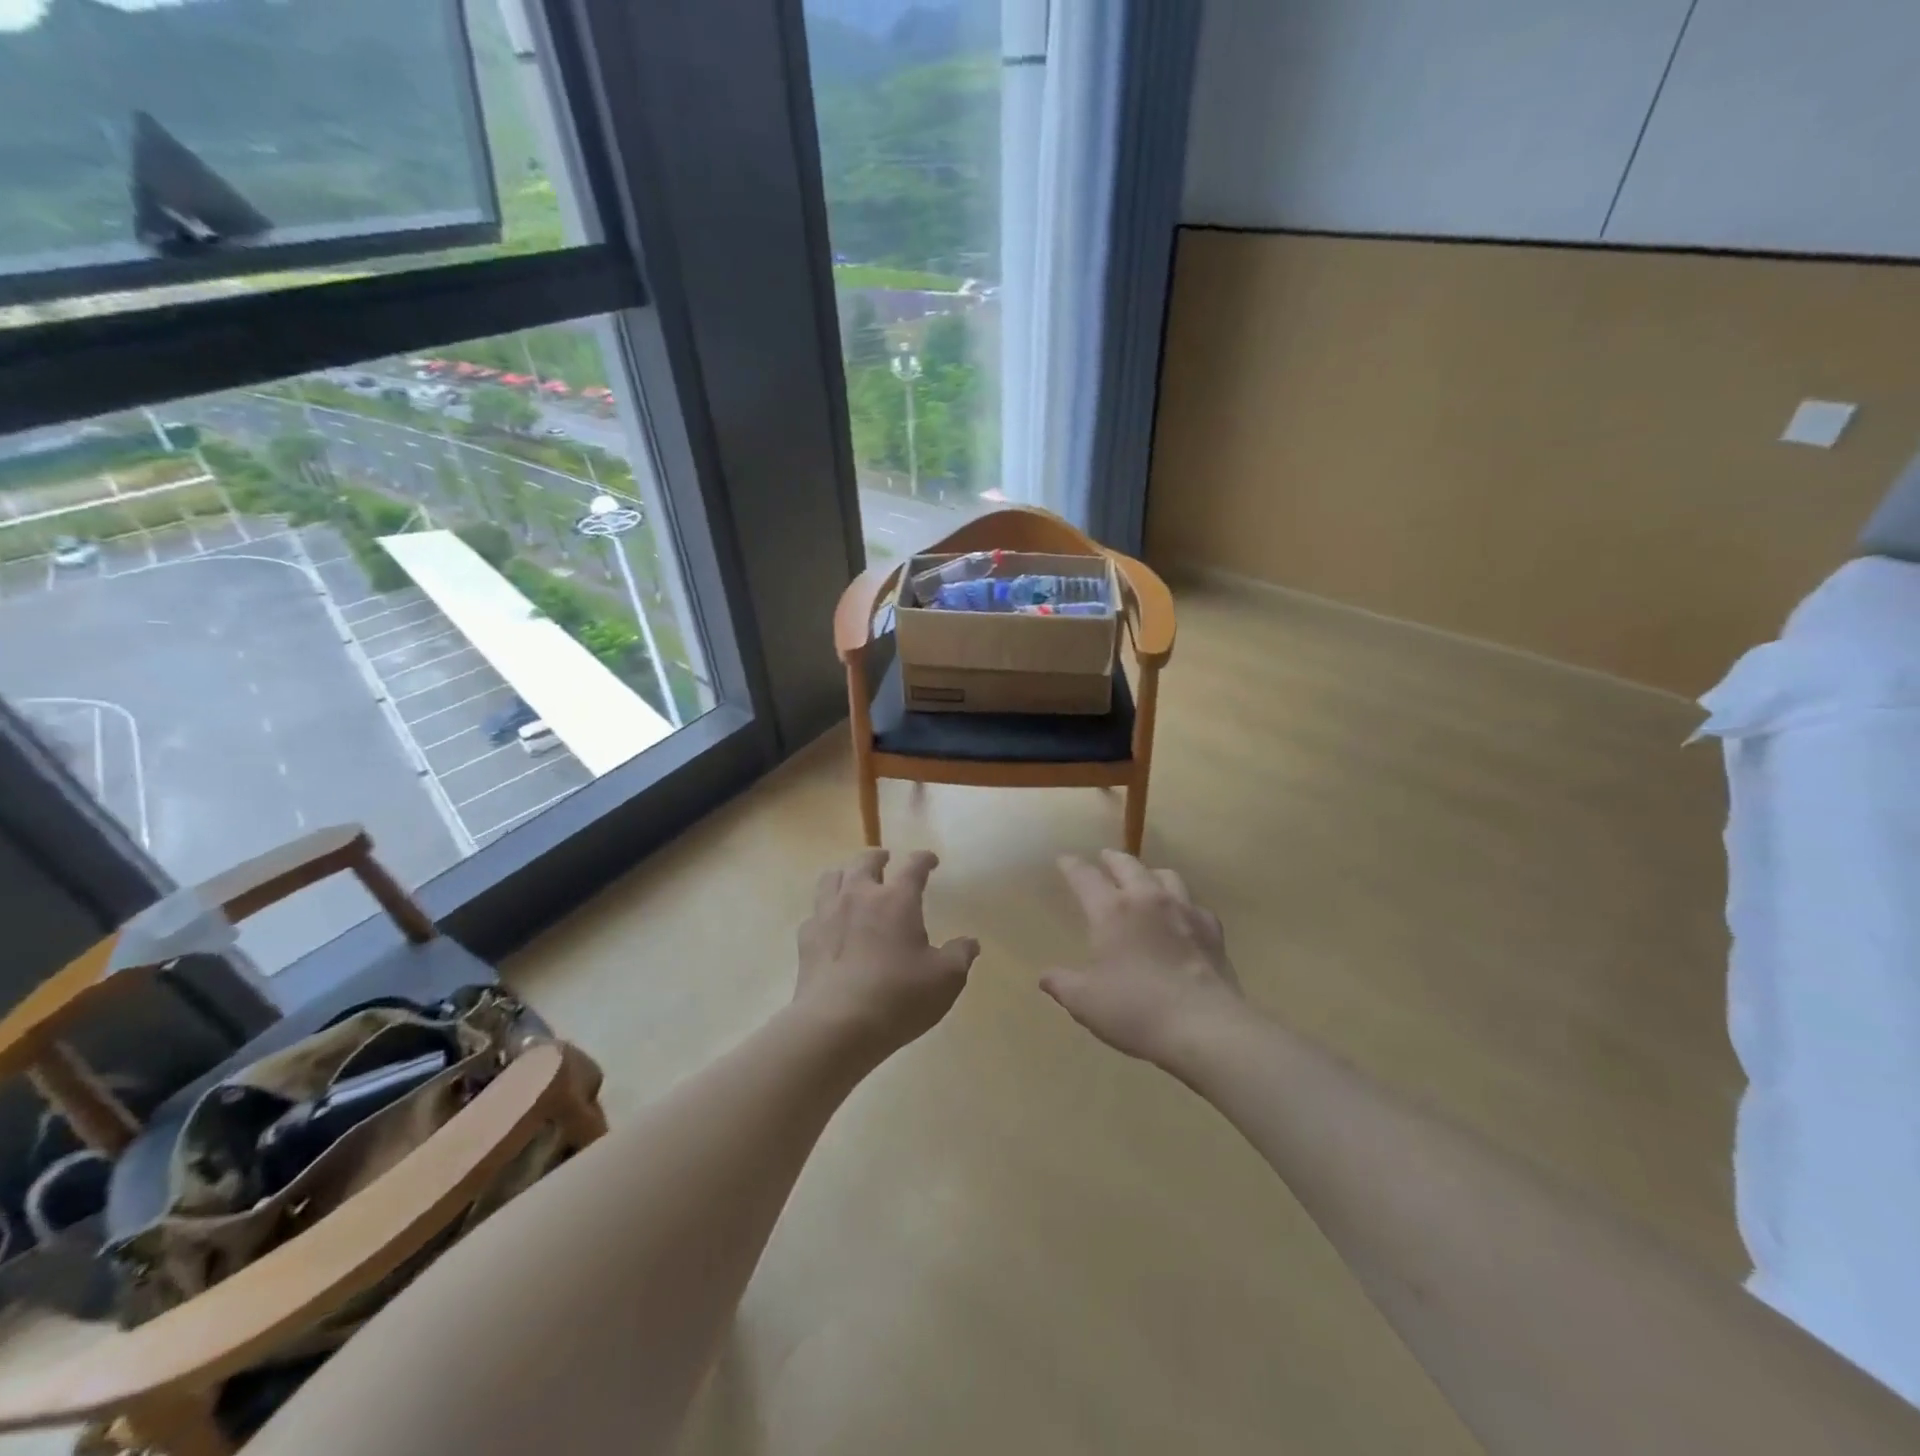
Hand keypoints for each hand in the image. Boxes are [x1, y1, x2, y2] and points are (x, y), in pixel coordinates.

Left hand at [795, 849, 978, 1061]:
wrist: (836, 1025)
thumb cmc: (899, 997)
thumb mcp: (945, 979)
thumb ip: (960, 955)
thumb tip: (970, 942)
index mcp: (897, 899)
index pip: (913, 866)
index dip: (923, 859)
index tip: (930, 860)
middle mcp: (860, 896)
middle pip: (865, 861)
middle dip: (878, 857)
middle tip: (886, 861)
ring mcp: (827, 914)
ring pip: (831, 878)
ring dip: (845, 874)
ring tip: (852, 882)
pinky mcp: (806, 938)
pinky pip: (814, 913)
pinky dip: (824, 912)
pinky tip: (830, 925)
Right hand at [1041, 850, 1244, 1067]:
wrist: (1205, 1028)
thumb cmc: (1136, 1010)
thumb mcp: (1085, 1002)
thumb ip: (1062, 984)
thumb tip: (1046, 977)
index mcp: (1111, 910)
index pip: (1085, 876)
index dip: (1072, 866)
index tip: (1064, 860)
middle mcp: (1147, 899)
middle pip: (1127, 864)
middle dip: (1112, 858)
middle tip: (1104, 857)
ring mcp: (1184, 910)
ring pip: (1165, 875)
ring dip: (1149, 873)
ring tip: (1144, 880)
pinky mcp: (1212, 929)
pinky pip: (1193, 904)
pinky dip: (1182, 903)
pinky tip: (1181, 917)